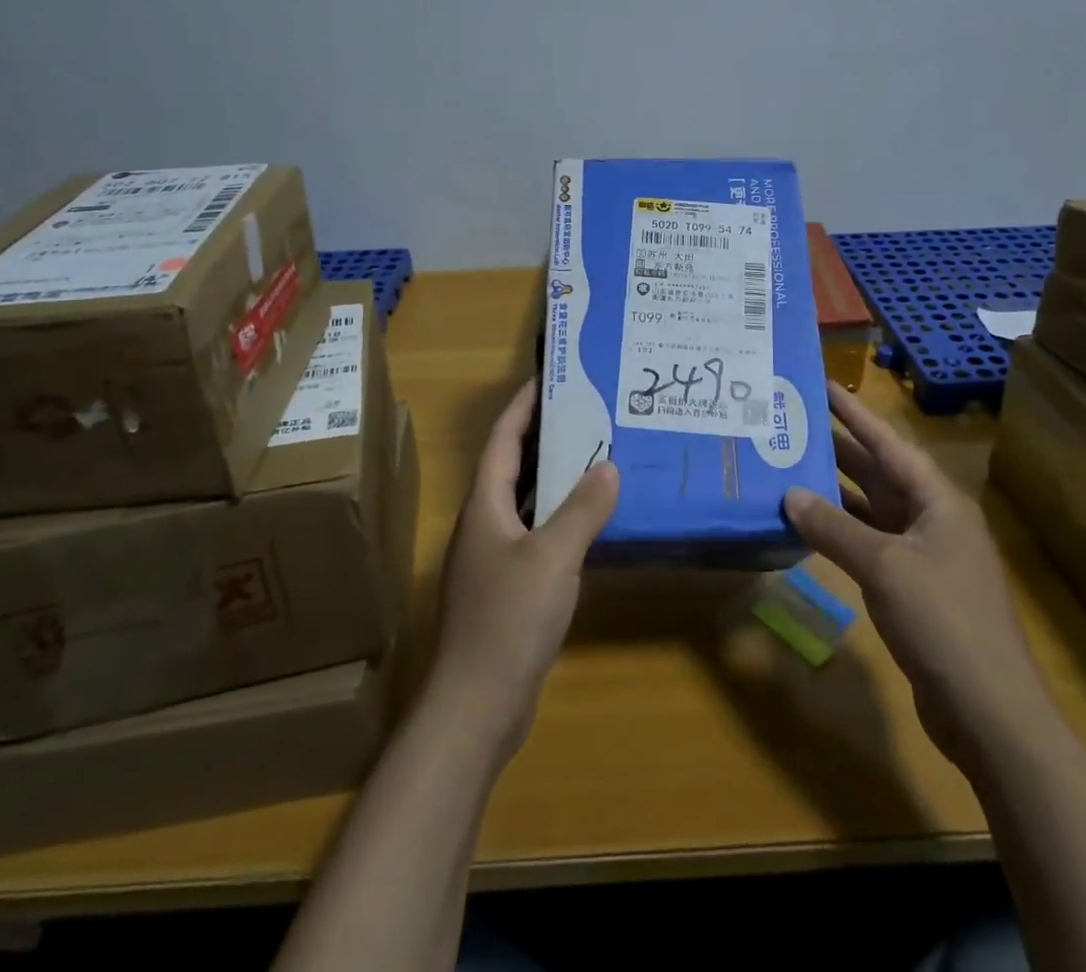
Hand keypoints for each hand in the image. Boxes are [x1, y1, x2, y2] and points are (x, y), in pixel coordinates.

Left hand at [427, 378, 619, 765]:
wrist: (477, 708)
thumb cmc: (508, 621)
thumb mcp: (552, 558)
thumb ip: (582, 510)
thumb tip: (608, 466)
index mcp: (484, 507)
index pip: (502, 439)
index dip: (523, 405)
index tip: (551, 377)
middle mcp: (484, 525)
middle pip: (513, 466)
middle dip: (545, 436)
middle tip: (588, 412)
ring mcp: (494, 559)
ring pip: (527, 502)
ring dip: (556, 478)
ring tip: (597, 455)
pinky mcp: (508, 589)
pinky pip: (537, 536)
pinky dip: (561, 519)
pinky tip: (592, 522)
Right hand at [783, 381, 1055, 773]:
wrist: (990, 713)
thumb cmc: (943, 621)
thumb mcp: (884, 567)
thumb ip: (833, 528)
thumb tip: (789, 495)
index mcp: (936, 501)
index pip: (887, 443)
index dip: (854, 413)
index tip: (822, 384)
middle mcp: (931, 519)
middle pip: (878, 472)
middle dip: (837, 447)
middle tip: (792, 423)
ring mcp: (923, 556)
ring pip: (871, 509)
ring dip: (834, 492)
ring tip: (789, 468)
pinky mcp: (912, 589)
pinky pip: (869, 545)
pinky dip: (840, 533)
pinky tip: (808, 528)